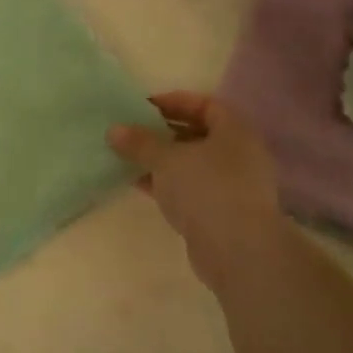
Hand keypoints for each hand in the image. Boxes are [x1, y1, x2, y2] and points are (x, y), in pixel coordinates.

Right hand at [109, 91, 281, 287]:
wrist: (238, 251)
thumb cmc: (206, 190)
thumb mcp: (166, 160)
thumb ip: (140, 142)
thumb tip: (114, 129)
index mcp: (235, 131)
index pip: (205, 104)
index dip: (175, 102)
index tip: (144, 107)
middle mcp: (239, 154)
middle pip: (198, 134)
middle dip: (164, 132)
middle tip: (133, 132)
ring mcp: (233, 186)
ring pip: (193, 164)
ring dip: (163, 160)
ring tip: (130, 157)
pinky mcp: (222, 212)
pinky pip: (191, 189)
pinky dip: (167, 184)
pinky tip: (139, 184)